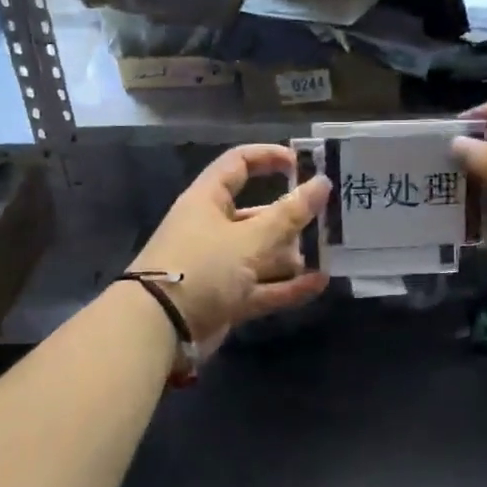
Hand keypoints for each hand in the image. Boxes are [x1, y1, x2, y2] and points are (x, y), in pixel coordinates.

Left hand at [125, 144, 331, 351]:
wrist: (160, 328)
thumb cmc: (203, 267)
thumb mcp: (250, 238)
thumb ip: (289, 214)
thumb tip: (322, 183)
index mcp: (207, 201)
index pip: (238, 164)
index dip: (268, 157)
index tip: (301, 164)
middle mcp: (211, 229)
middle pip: (256, 215)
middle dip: (290, 217)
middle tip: (325, 218)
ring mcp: (218, 267)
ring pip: (261, 255)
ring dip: (292, 256)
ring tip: (326, 253)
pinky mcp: (225, 299)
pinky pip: (262, 288)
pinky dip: (288, 286)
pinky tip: (319, 284)